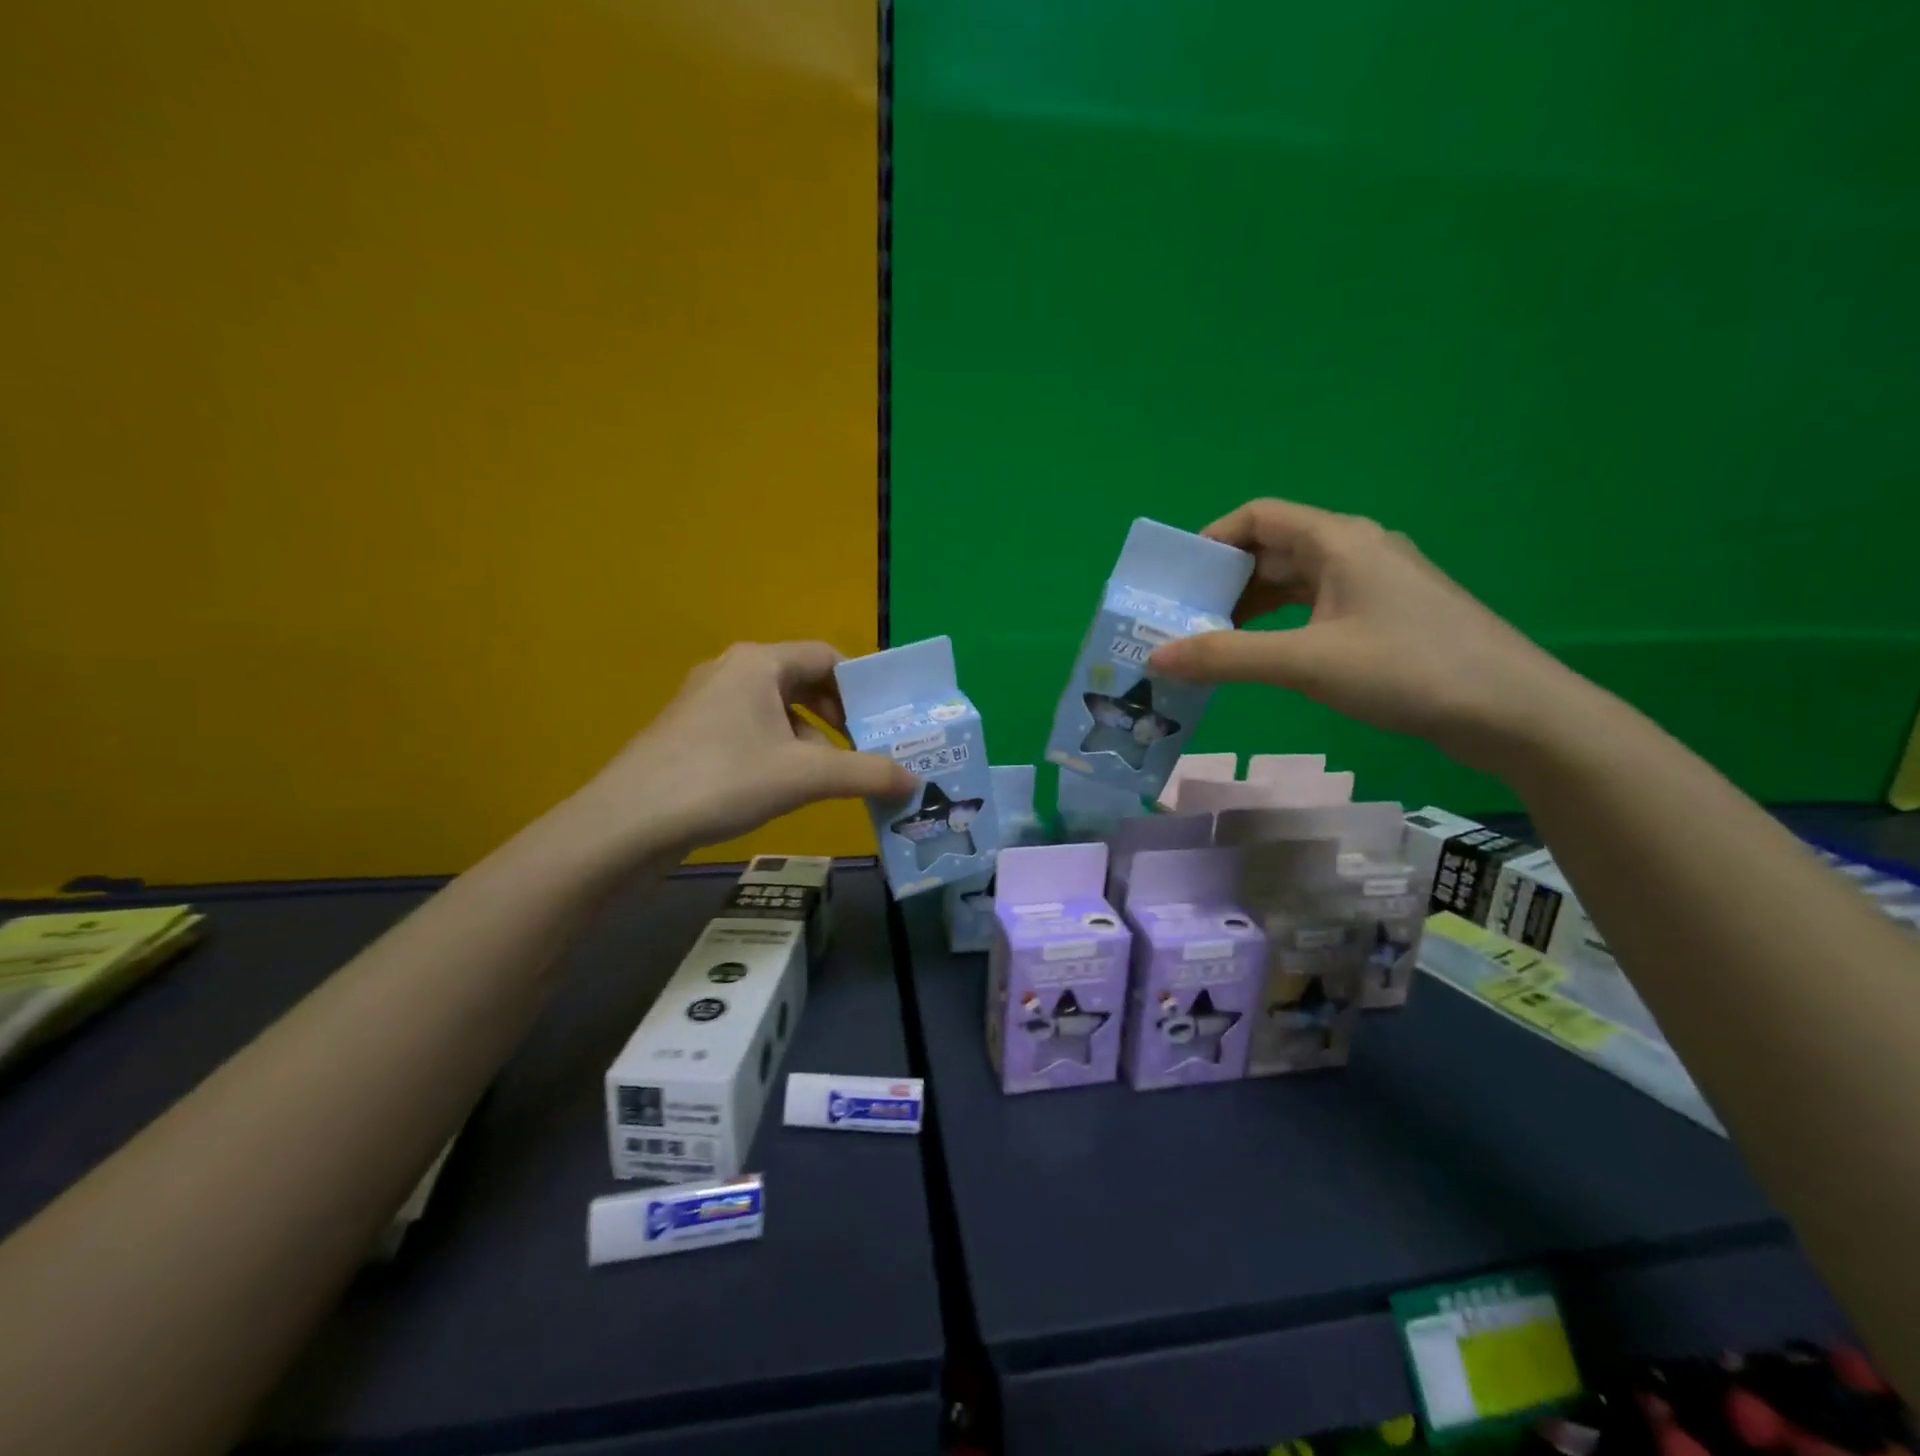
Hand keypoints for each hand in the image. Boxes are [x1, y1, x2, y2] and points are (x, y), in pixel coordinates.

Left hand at [575, 641, 917, 855]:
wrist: (627, 824)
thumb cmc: (722, 781)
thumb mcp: (805, 776)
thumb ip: (867, 774)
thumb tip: (915, 782)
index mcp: (759, 663)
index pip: (827, 656)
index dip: (862, 687)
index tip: (885, 721)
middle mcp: (732, 671)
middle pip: (803, 682)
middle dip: (840, 717)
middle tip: (868, 749)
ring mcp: (706, 703)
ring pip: (777, 711)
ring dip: (812, 739)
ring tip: (836, 776)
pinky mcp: (691, 735)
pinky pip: (751, 731)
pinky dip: (780, 752)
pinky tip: (788, 788)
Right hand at [1149, 499, 1579, 768]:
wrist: (1513, 712)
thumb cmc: (1408, 670)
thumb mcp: (1308, 663)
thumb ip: (1227, 657)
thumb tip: (1156, 656)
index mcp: (1338, 540)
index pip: (1258, 517)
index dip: (1211, 540)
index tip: (1177, 581)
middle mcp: (1355, 550)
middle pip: (1272, 550)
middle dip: (1223, 582)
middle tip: (1182, 621)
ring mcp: (1373, 584)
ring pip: (1294, 583)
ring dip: (1249, 608)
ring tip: (1211, 643)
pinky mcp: (1384, 617)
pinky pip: (1315, 608)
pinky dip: (1279, 625)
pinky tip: (1262, 655)